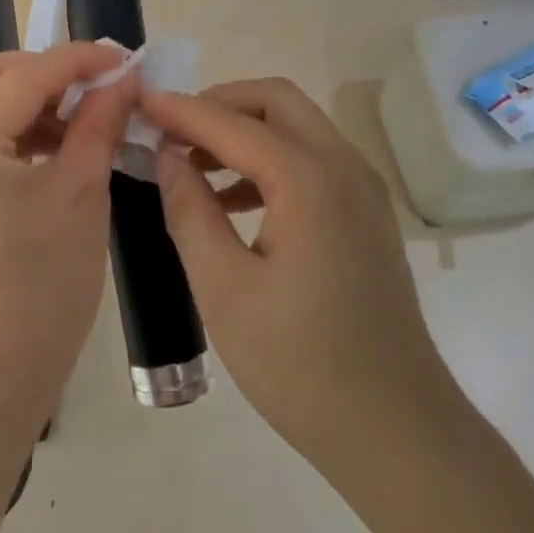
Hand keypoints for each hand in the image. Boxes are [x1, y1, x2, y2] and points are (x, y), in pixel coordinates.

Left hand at [0, 43, 138, 434]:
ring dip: (20, 97)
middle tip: (91, 86)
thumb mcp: (80, 196)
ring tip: (73, 120)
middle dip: (40, 69)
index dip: (77, 60)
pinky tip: (42, 149)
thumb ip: (98, 124)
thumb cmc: (43, 290)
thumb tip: (121, 78)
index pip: (24, 75)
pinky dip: (2, 128)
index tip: (122, 58)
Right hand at [140, 79, 459, 473]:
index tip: (137, 101)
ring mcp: (362, 189)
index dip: (180, 109)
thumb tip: (166, 155)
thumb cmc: (300, 364)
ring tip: (190, 165)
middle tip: (171, 130)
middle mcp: (344, 166)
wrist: (397, 431)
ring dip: (242, 131)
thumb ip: (190, 209)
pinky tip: (230, 201)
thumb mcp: (224, 287)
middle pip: (275, 101)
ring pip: (295, 127)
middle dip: (218, 104)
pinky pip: (310, 160)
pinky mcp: (365, 214)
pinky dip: (267, 161)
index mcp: (309, 180)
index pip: (230, 122)